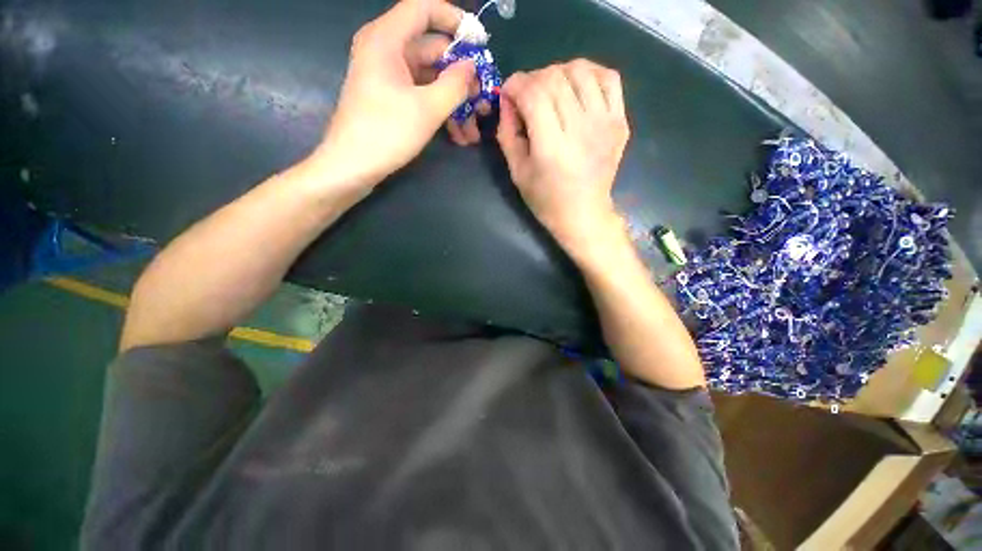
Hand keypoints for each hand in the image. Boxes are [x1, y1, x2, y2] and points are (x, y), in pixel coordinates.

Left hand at [313, 0, 476, 185]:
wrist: (352, 167)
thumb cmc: (387, 133)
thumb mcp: (427, 108)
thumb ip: (455, 84)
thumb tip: (472, 66)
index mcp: (387, 39)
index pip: (425, 9)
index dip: (456, 20)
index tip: (481, 42)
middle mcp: (386, 50)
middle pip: (432, 50)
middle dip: (462, 77)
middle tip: (484, 101)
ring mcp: (388, 76)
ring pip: (430, 78)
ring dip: (455, 103)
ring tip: (474, 130)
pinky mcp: (390, 98)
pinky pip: (421, 94)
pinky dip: (440, 111)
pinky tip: (459, 135)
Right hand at [496, 59, 629, 257]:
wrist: (584, 214)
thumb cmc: (546, 200)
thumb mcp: (517, 172)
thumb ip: (507, 134)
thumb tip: (507, 101)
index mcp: (552, 147)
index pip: (533, 94)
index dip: (515, 84)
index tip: (508, 93)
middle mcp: (581, 129)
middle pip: (555, 78)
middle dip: (533, 79)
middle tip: (526, 96)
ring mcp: (605, 123)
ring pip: (581, 70)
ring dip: (559, 72)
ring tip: (551, 90)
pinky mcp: (620, 122)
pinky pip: (609, 78)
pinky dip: (590, 73)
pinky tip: (578, 86)